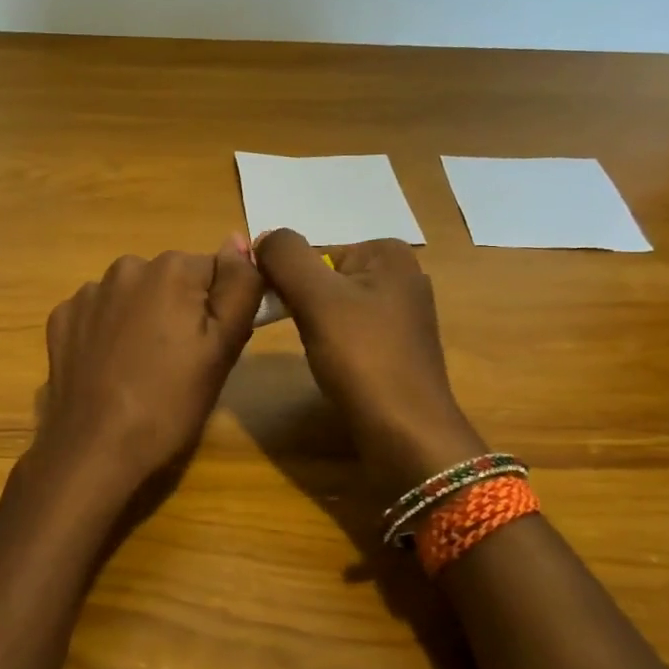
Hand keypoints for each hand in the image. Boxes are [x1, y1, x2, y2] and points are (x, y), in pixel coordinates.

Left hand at [33, 238, 264, 496]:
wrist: (95, 447)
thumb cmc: (170, 402)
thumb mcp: (224, 347)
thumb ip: (239, 286)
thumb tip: (238, 240)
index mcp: (171, 269)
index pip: (215, 272)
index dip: (219, 310)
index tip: (211, 348)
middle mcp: (126, 267)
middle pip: (171, 281)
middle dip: (179, 311)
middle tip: (180, 364)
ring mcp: (88, 293)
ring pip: (133, 296)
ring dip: (142, 319)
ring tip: (142, 369)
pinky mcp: (61, 318)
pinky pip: (99, 314)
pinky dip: (107, 332)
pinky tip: (109, 368)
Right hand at [255, 229, 484, 489]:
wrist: (405, 433)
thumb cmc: (362, 358)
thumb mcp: (316, 297)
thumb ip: (285, 256)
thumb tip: (263, 236)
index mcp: (389, 253)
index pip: (314, 252)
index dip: (288, 279)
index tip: (278, 310)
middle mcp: (403, 276)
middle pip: (325, 278)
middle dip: (303, 302)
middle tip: (298, 334)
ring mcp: (404, 314)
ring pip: (335, 307)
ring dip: (315, 325)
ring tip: (319, 354)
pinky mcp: (399, 348)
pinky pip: (351, 332)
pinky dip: (335, 345)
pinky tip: (335, 367)